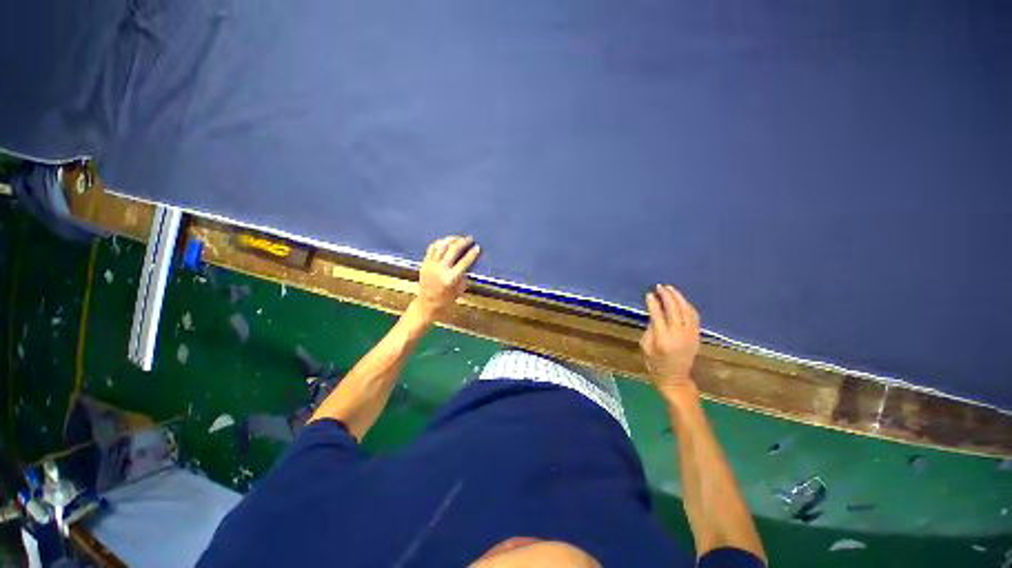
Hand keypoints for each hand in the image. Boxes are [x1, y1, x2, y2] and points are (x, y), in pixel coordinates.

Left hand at [415, 235, 480, 321]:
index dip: (472, 253)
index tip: (477, 247)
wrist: (427, 305)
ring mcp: (431, 265)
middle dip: (463, 242)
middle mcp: (440, 269)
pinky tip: (446, 241)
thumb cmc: (447, 300)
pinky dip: (440, 242)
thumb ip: (463, 274)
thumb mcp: (460, 288)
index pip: (464, 261)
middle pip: (453, 250)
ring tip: (458, 238)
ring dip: (451, 239)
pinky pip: (432, 248)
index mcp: (451, 278)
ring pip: (442, 246)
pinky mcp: (424, 263)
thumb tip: (466, 261)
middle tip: (470, 239)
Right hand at [640, 284, 700, 396]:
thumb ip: (650, 329)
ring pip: (686, 310)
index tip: (649, 294)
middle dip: (666, 296)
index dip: (653, 303)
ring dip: (678, 297)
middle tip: (659, 286)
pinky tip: (681, 300)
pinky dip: (687, 305)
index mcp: (662, 339)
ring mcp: (690, 335)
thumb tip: (655, 313)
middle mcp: (678, 335)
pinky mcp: (697, 336)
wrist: (675, 379)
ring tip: (670, 289)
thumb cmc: (655, 364)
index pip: (658, 315)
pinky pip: (694, 316)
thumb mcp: (645, 347)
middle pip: (674, 309)